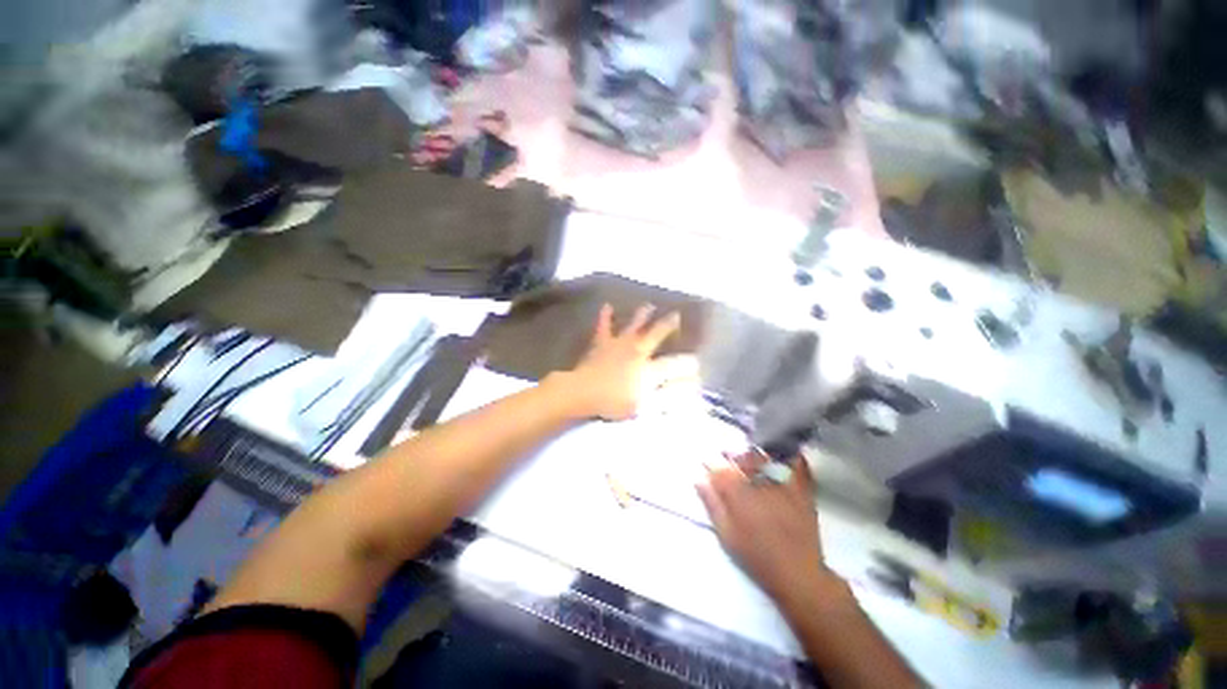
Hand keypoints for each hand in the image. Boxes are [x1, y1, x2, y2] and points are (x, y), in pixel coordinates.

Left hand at [559, 303, 697, 420]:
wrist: (584, 392)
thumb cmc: (614, 402)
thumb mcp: (645, 407)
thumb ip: (668, 397)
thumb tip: (689, 389)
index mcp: (648, 368)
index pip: (674, 364)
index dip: (687, 363)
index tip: (697, 362)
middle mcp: (637, 350)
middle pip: (656, 335)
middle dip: (668, 325)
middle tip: (677, 315)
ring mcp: (619, 344)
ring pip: (634, 325)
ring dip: (642, 315)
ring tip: (649, 306)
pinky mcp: (602, 343)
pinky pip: (604, 327)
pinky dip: (605, 317)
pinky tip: (607, 306)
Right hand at [697, 450, 831, 601]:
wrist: (799, 575)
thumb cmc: (758, 558)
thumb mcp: (728, 536)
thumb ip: (713, 505)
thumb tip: (699, 480)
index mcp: (740, 494)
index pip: (721, 471)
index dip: (712, 467)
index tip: (707, 466)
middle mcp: (761, 483)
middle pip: (743, 459)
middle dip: (731, 456)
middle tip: (726, 457)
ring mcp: (784, 485)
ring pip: (766, 458)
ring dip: (754, 455)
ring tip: (748, 456)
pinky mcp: (802, 491)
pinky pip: (797, 466)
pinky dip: (789, 457)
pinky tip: (782, 454)